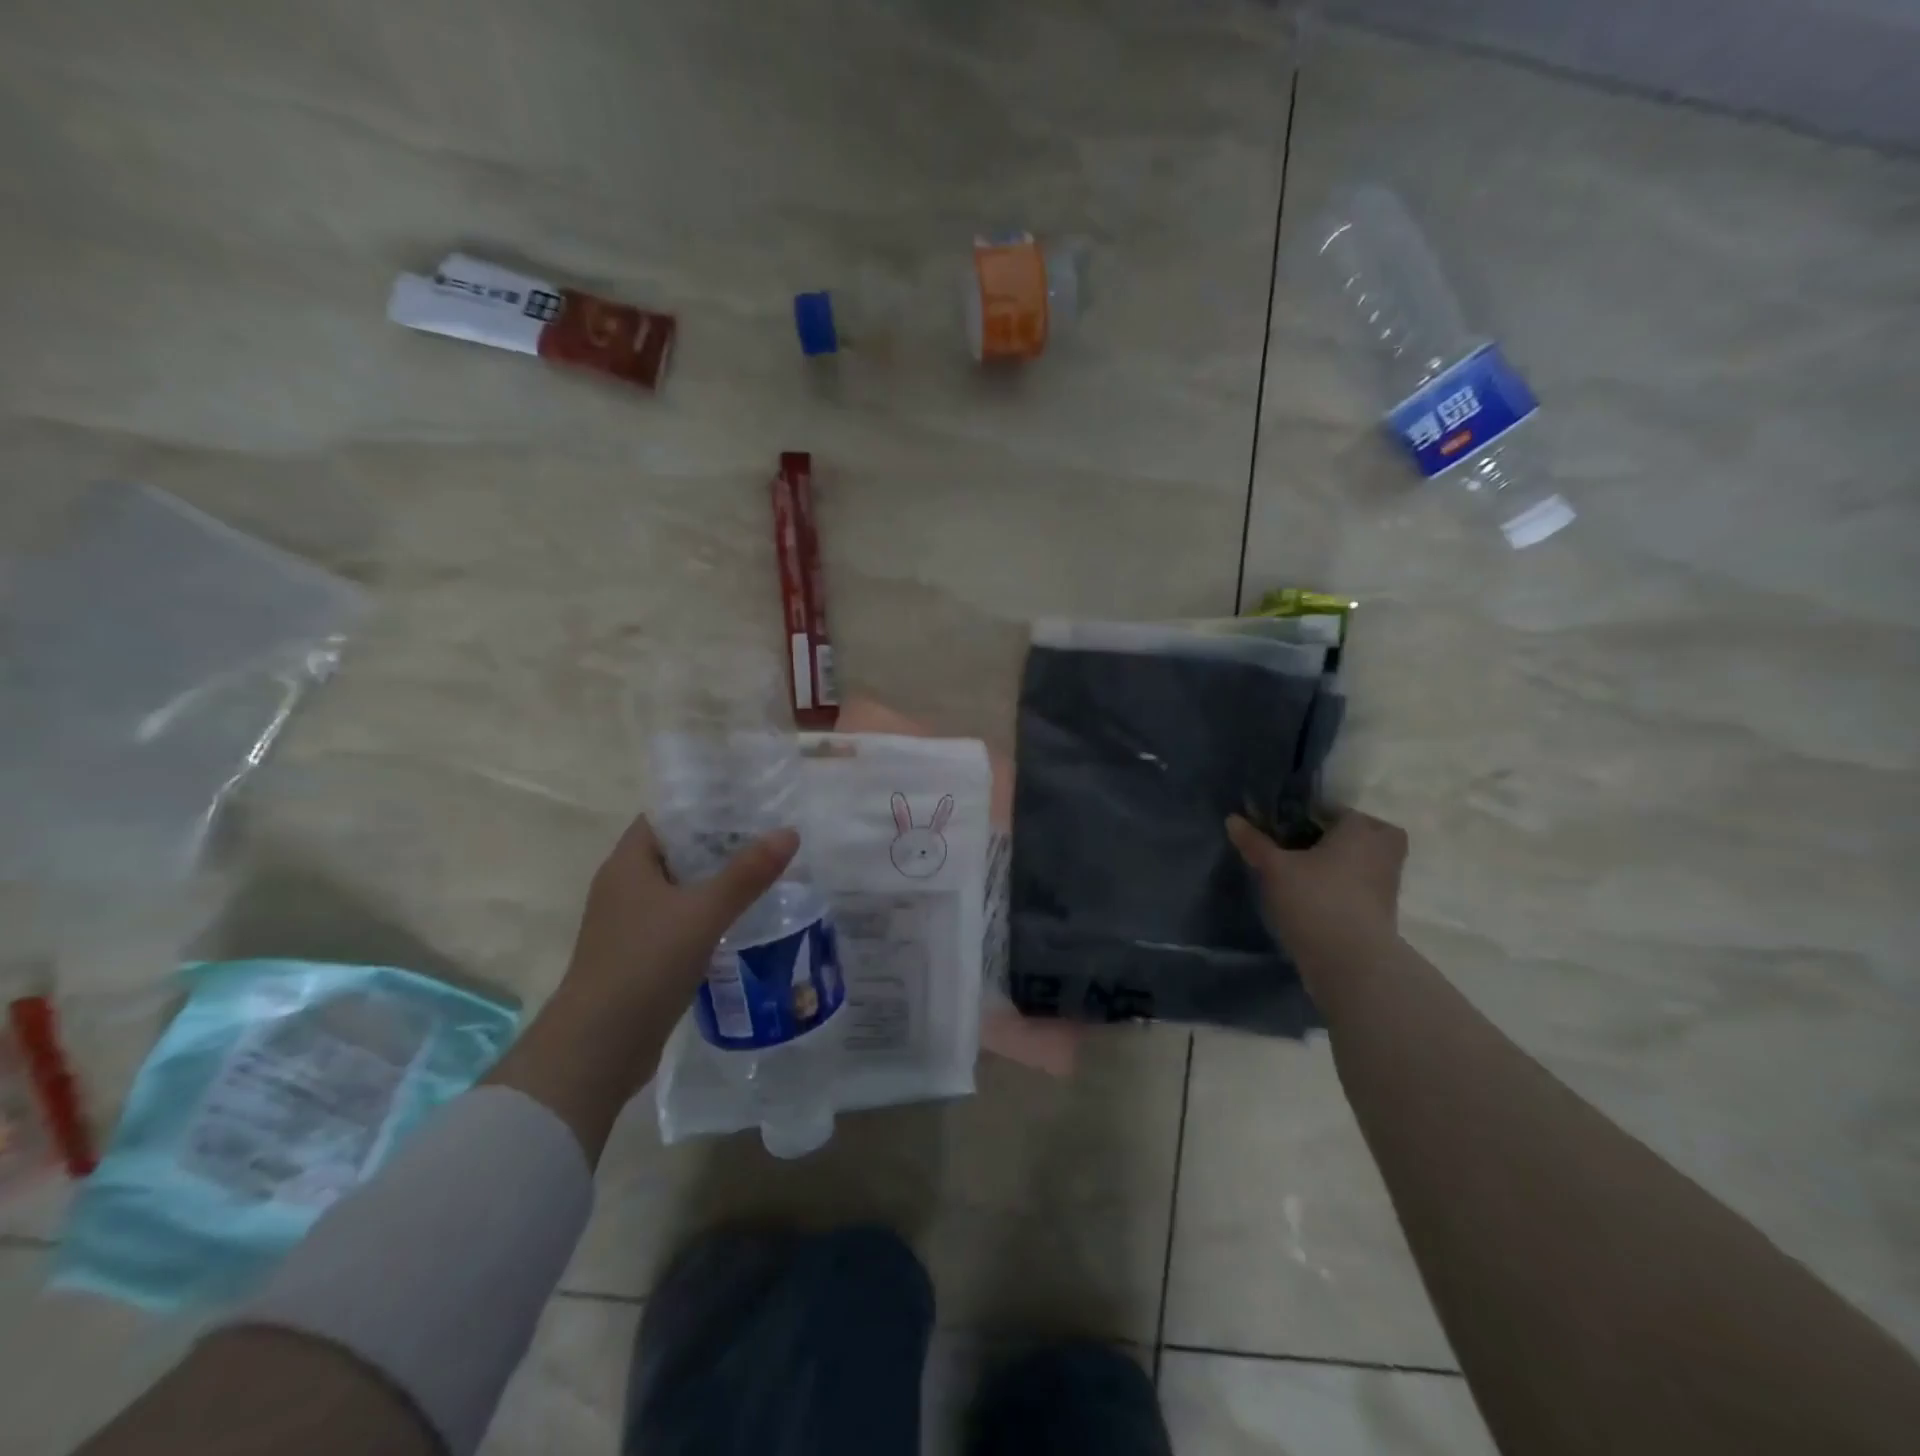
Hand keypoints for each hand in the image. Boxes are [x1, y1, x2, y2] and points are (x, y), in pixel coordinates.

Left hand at [561, 814, 799, 1033]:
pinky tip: (743, 919)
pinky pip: (680, 921)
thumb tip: (789, 832)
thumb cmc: (644, 965)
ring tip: (765, 872)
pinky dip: (708, 915)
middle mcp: (624, 887)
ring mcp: (630, 924)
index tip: (747, 802)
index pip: (665, 817)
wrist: (598, 1049)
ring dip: (717, 881)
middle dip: (719, 843)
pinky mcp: (641, 955)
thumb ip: (747, 874)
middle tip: (768, 835)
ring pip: (681, 888)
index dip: (703, 806)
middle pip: (676, 851)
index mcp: (627, 864)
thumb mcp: (702, 914)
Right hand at [1226, 808, 1407, 973]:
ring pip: (1365, 861)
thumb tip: (1232, 819)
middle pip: (1364, 833)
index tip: (1284, 828)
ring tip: (1304, 873)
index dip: (1309, 816)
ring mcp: (1387, 883)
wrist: (1350, 962)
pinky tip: (1314, 897)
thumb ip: (1255, 842)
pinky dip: (1344, 888)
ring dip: (1342, 864)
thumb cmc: (1314, 899)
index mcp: (1361, 829)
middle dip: (1341, 837)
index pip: (1337, 810)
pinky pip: (1362, 887)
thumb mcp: (1274, 868)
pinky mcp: (1383, 912)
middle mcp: (1382, 851)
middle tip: (1308, 845)